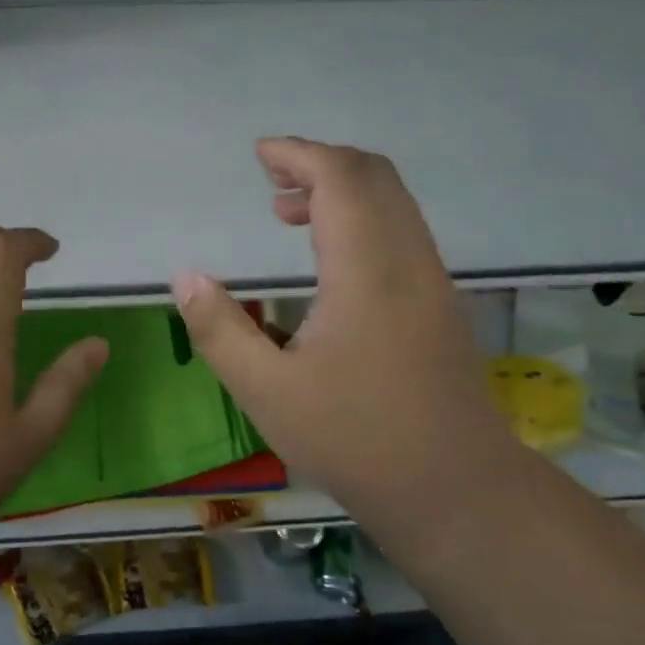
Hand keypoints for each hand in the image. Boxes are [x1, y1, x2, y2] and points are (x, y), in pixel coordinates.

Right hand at [171, 137, 515, 517]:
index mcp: (367, 270)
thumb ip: (220, 330)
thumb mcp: (268, 392)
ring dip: (342, 190)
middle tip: (270, 179)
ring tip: (289, 213)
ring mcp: (432, 279)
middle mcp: (408, 259)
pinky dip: (362, 216)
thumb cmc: (357, 440)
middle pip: (373, 175)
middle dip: (320, 162)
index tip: (259, 154)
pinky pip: (401, 230)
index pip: (341, 178)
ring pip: (393, 201)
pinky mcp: (440, 302)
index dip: (299, 154)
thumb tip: (185, 277)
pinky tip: (329, 258)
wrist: (458, 490)